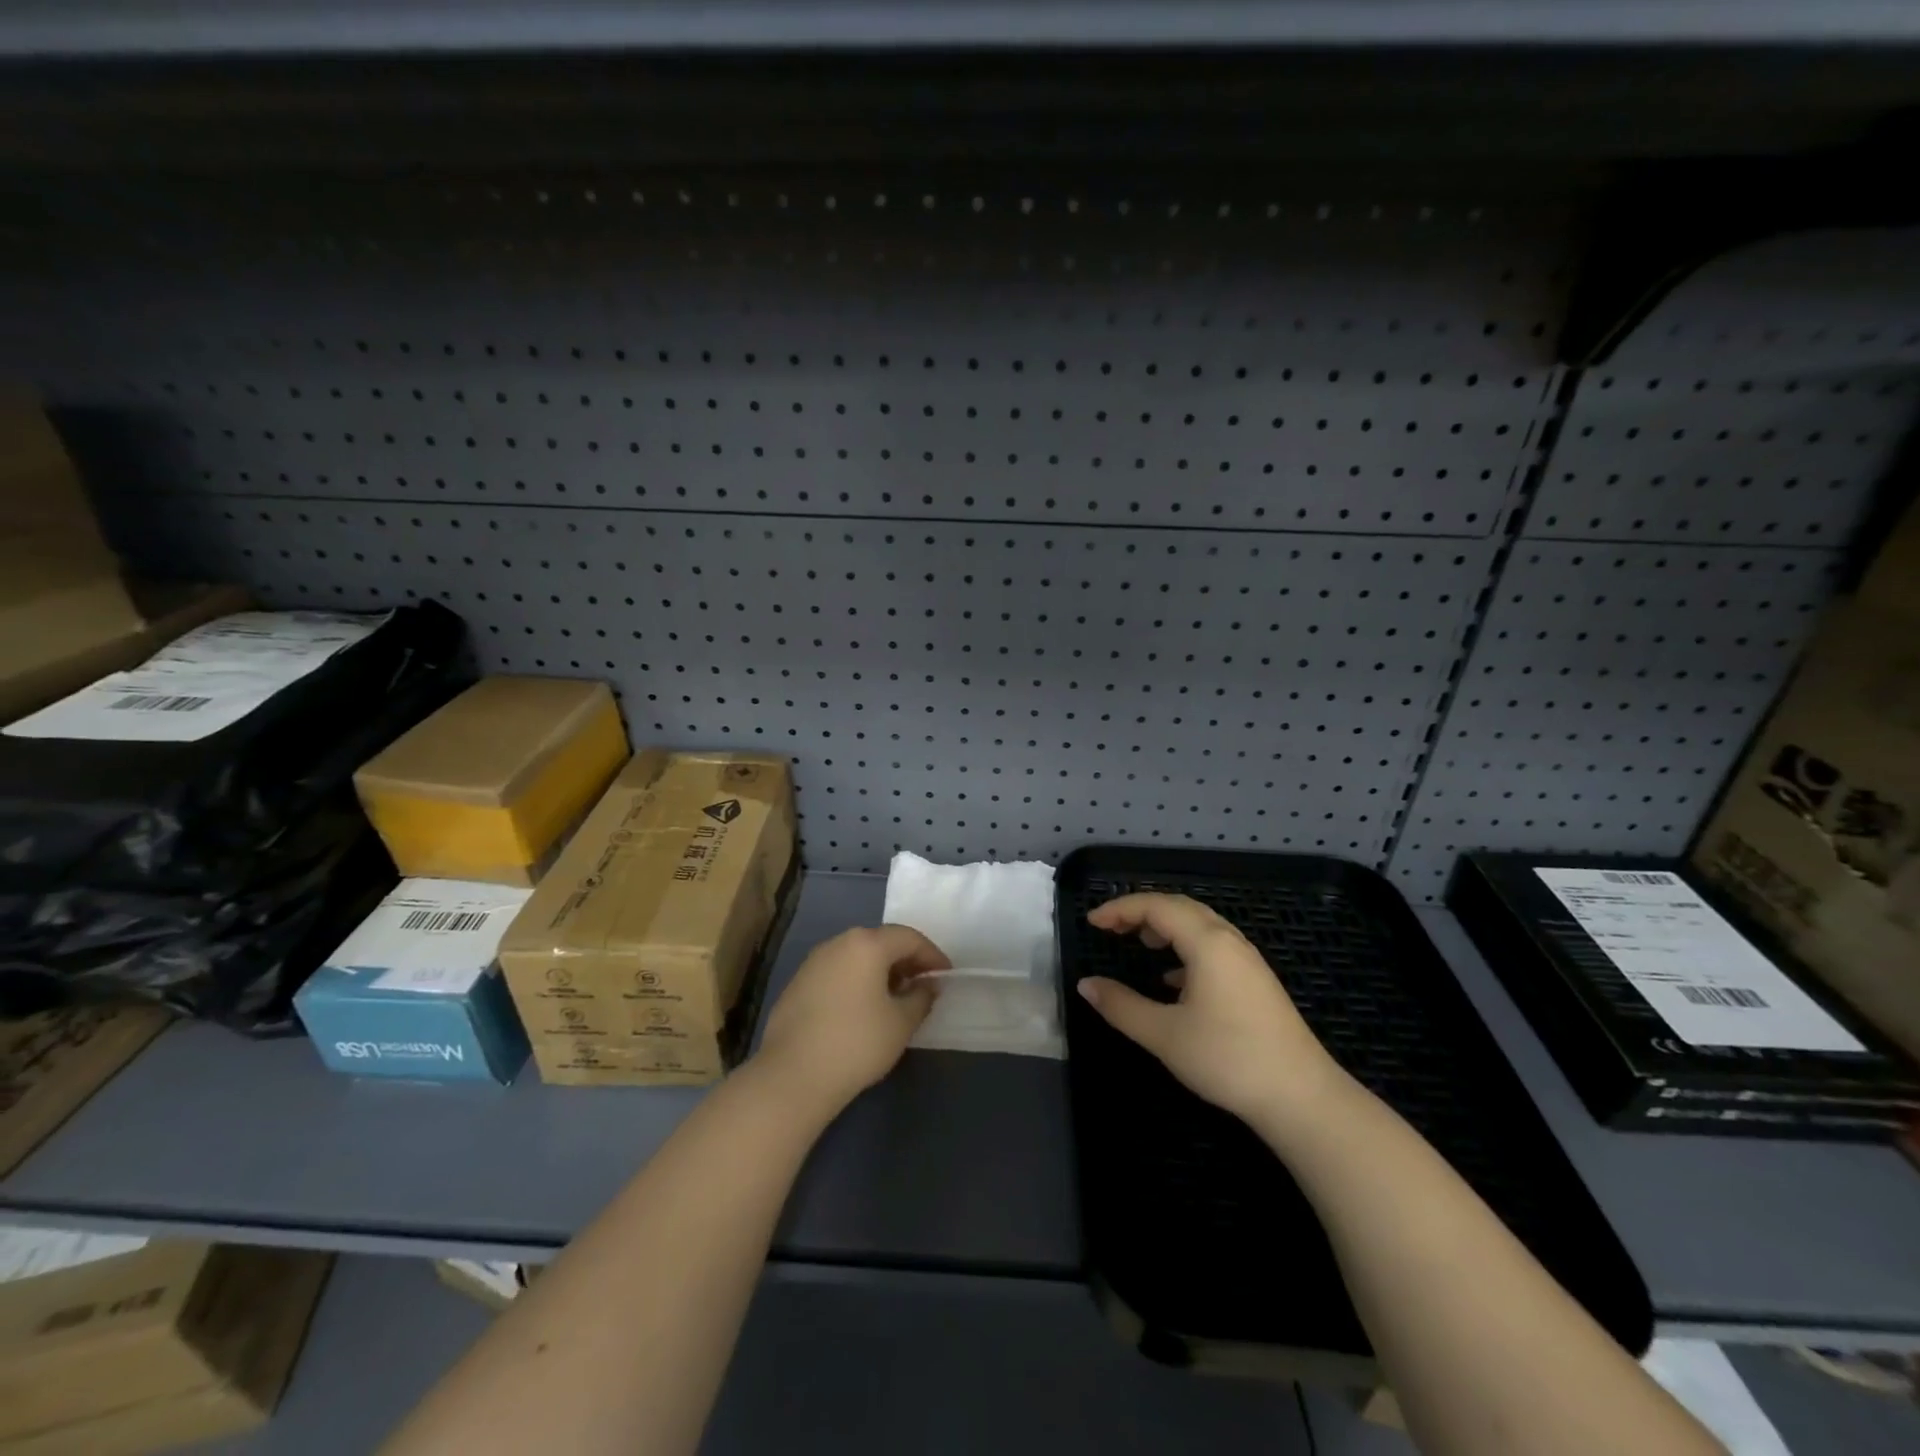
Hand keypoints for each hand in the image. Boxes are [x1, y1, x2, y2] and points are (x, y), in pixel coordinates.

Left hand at [753, 924, 948, 1116]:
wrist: (792, 1075)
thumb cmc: (857, 1043)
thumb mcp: (901, 1022)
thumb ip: (921, 997)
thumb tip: (927, 986)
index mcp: (866, 944)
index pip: (909, 938)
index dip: (932, 955)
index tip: (946, 976)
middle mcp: (838, 943)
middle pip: (881, 942)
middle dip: (906, 960)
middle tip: (923, 985)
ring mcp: (814, 962)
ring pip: (857, 956)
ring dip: (881, 971)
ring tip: (895, 998)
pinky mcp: (798, 984)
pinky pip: (838, 972)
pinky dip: (857, 981)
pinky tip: (863, 1009)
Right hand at [1077, 893, 1340, 1124]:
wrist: (1302, 1097)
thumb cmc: (1228, 1059)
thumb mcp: (1164, 1034)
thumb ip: (1121, 1006)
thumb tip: (1086, 985)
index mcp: (1207, 942)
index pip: (1156, 906)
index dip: (1120, 908)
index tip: (1092, 922)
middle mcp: (1229, 940)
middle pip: (1180, 907)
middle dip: (1141, 910)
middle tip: (1111, 927)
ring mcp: (1248, 961)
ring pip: (1200, 925)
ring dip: (1166, 926)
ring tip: (1141, 943)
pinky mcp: (1256, 981)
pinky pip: (1214, 946)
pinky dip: (1186, 947)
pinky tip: (1174, 980)